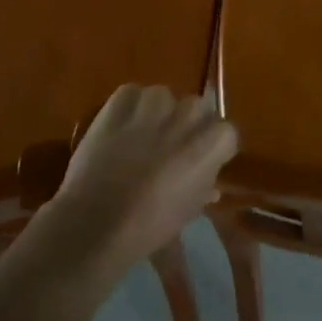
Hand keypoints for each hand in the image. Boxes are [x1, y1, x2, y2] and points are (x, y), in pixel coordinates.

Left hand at [45, 85, 237, 274]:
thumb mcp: (188, 212)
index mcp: (212, 141)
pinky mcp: (121, 100)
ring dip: (158, 113)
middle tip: (171, 148)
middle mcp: (189, 113)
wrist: (95, 223)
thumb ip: (203, 187)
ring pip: (164, 97)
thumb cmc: (149, 226)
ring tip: (142, 136)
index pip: (226, 133)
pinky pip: (131, 94)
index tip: (203, 163)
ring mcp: (155, 102)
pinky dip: (128, 107)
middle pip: (197, 108)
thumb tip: (210, 183)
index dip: (213, 148)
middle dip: (188, 125)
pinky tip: (120, 127)